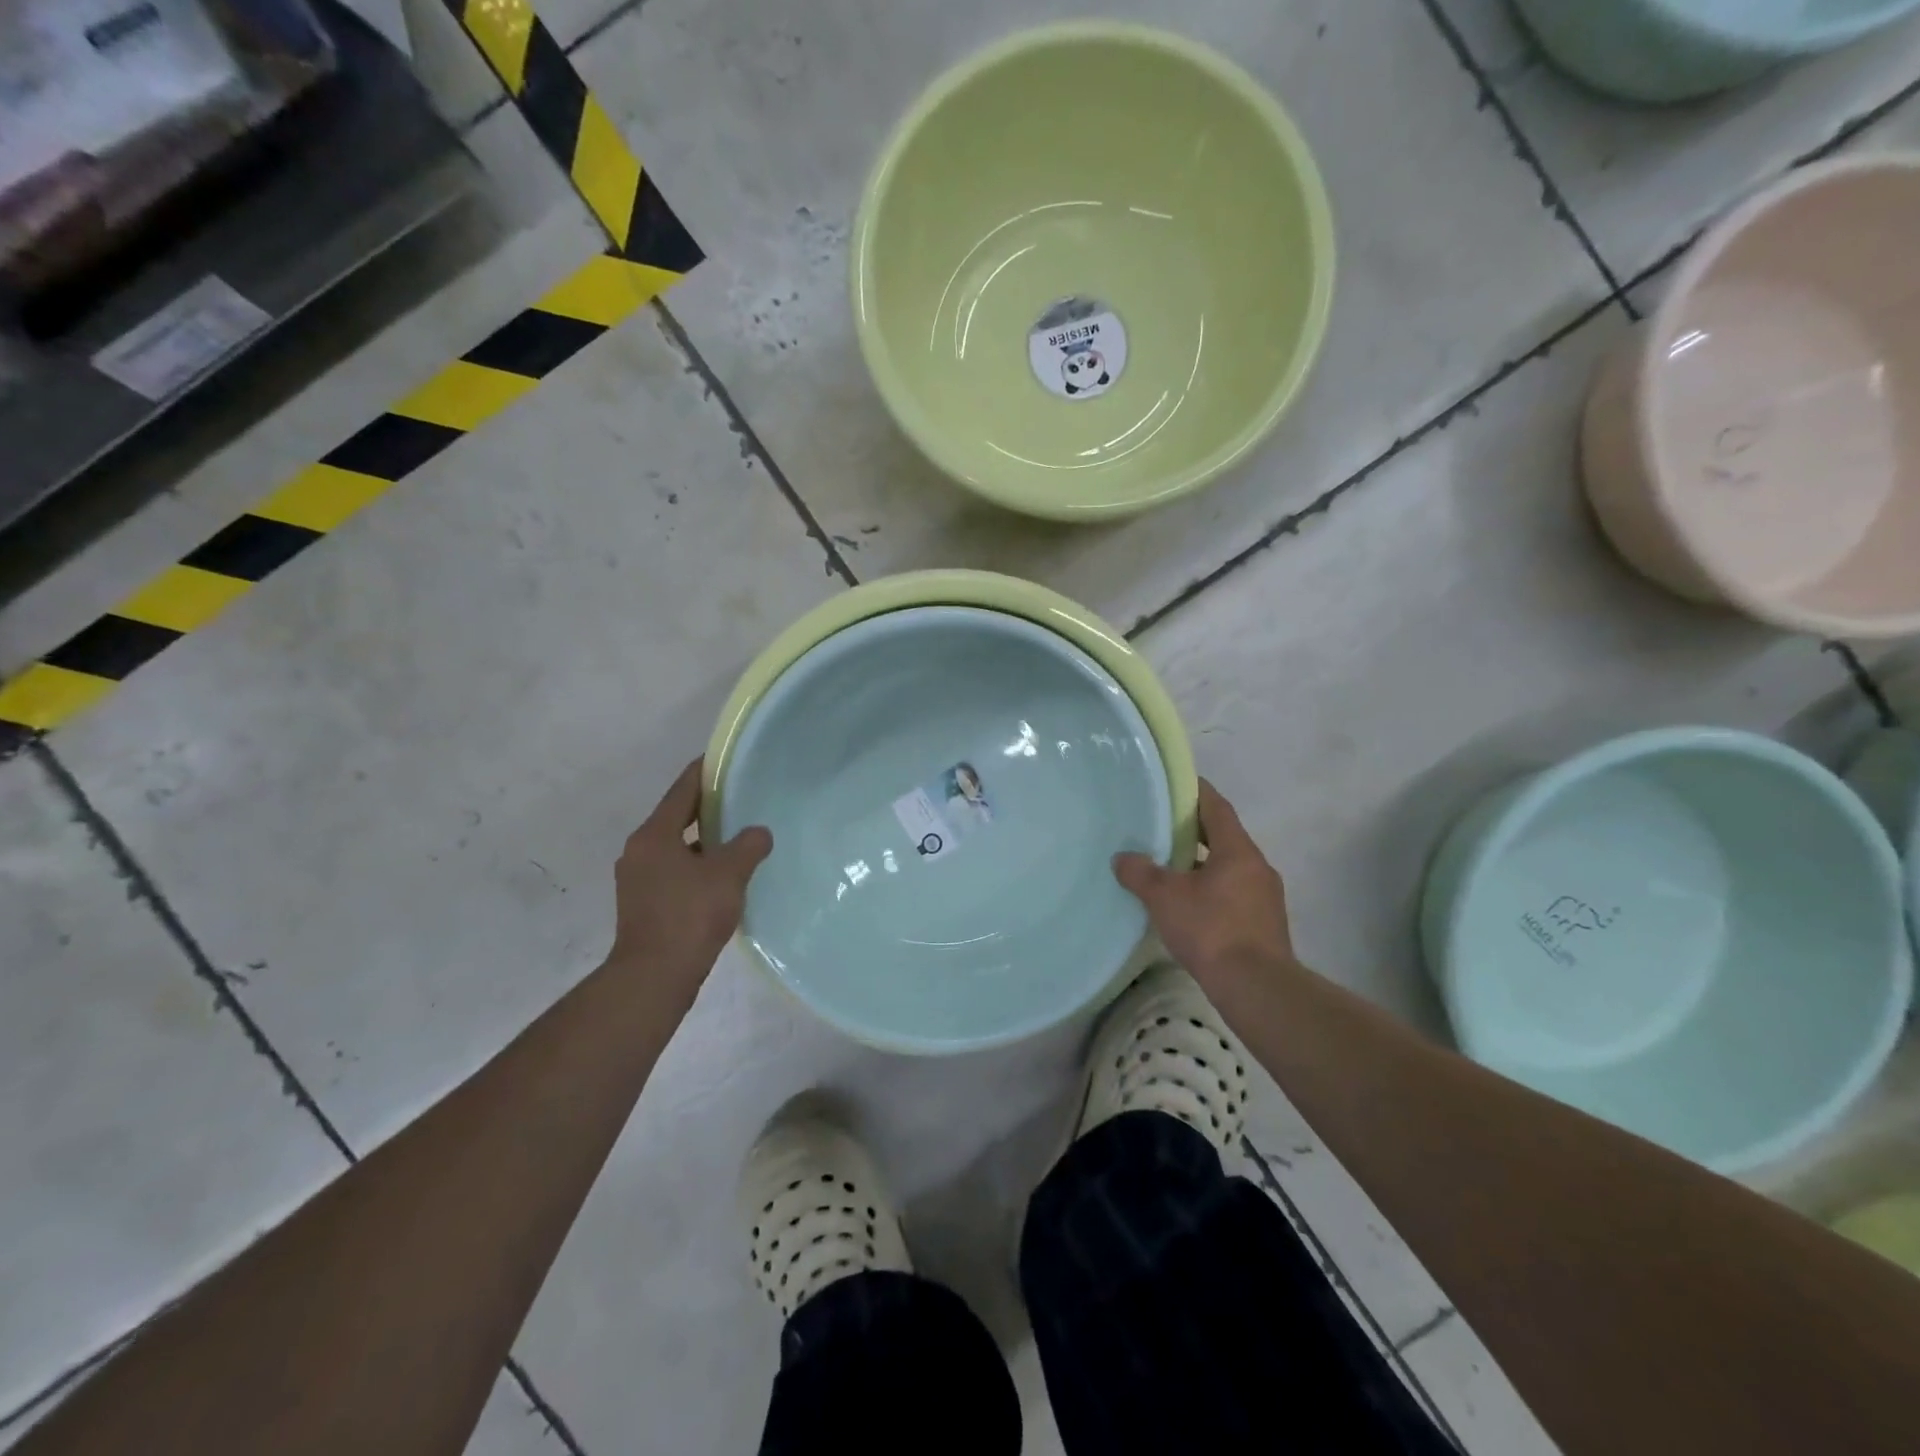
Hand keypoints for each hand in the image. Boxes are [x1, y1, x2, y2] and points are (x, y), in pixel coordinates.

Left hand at [606, 760, 771, 997]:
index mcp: (654, 835)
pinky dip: (697, 866)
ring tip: (738, 839)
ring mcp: (637, 879)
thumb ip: (748, 846)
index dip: (705, 772)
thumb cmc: (689, 916)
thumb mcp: (729, 874)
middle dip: (708, 807)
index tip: (725, 760)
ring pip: (676, 846)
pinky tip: (722, 877)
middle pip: (677, 817)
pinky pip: (674, 871)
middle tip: (741, 799)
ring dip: (704, 841)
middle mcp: (639, 850)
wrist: (654, 977)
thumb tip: (759, 833)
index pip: (682, 790)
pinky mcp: (643, 903)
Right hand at [1114, 779, 1295, 988]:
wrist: (1256, 987)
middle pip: (1224, 836)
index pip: (1216, 807)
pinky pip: (1234, 893)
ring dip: (1203, 863)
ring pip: (1229, 867)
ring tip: (1170, 868)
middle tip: (1162, 827)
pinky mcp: (1264, 923)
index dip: (1196, 792)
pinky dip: (1212, 890)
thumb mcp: (1165, 897)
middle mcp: (1257, 866)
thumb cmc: (1211, 929)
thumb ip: (1141, 873)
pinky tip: (1189, 905)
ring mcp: (1265, 896)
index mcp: (1237, 850)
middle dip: (1194, 830)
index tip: (1175, 785)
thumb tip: (1122, 858)